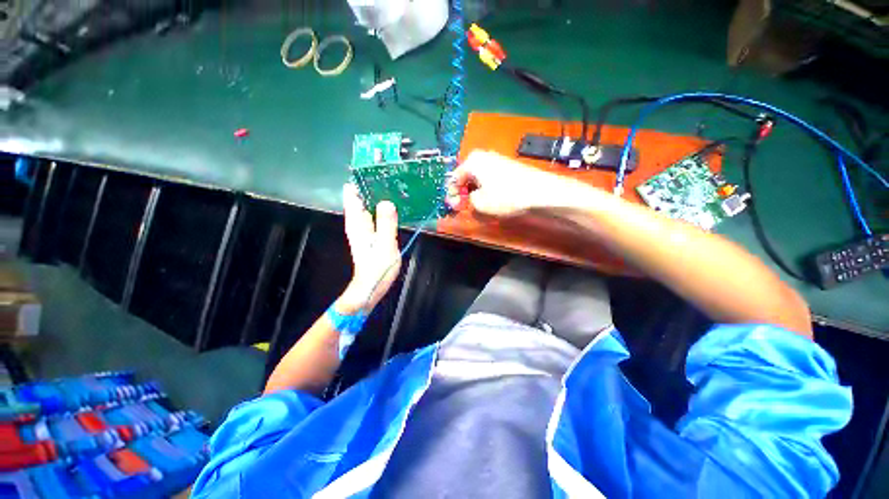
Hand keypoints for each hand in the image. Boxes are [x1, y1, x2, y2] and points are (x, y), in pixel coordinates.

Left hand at [338, 184, 401, 313]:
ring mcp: (365, 228)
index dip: (361, 180)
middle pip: (361, 197)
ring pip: (370, 204)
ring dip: (380, 195)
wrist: (372, 287)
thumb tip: (387, 201)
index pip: (352, 194)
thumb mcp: (385, 245)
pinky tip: (395, 205)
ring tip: (396, 184)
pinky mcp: (372, 233)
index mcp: (357, 222)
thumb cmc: (377, 267)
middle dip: (373, 185)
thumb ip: (386, 223)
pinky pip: (376, 214)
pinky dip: (384, 207)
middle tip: (391, 175)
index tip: (375, 169)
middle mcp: (358, 222)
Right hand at [447, 150, 589, 216]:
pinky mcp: (507, 167)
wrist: (540, 192)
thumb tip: (471, 198)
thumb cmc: (506, 196)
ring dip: (475, 192)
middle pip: (465, 177)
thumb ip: (467, 201)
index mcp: (472, 161)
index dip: (451, 195)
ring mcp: (496, 160)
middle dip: (463, 193)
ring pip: (477, 178)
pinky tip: (491, 199)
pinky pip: (489, 179)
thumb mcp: (480, 203)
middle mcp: (482, 156)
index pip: (453, 178)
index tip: (455, 208)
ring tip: (479, 205)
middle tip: (465, 207)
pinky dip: (486, 189)